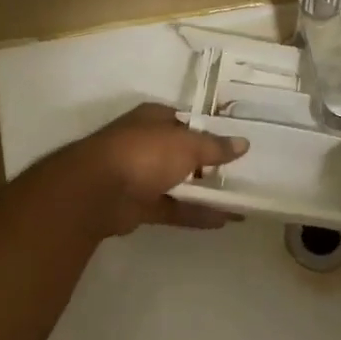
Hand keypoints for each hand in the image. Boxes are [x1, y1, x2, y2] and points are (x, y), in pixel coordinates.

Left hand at [37, 103, 248, 239]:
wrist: (97, 192)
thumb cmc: (144, 154)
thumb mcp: (187, 144)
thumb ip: (216, 147)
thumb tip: (243, 143)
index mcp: (154, 119)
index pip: (187, 121)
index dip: (210, 131)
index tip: (235, 144)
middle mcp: (146, 144)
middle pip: (183, 153)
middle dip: (210, 164)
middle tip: (242, 173)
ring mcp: (141, 176)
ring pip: (179, 183)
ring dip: (206, 192)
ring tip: (240, 200)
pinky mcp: (139, 206)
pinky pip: (174, 208)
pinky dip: (196, 214)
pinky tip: (224, 220)